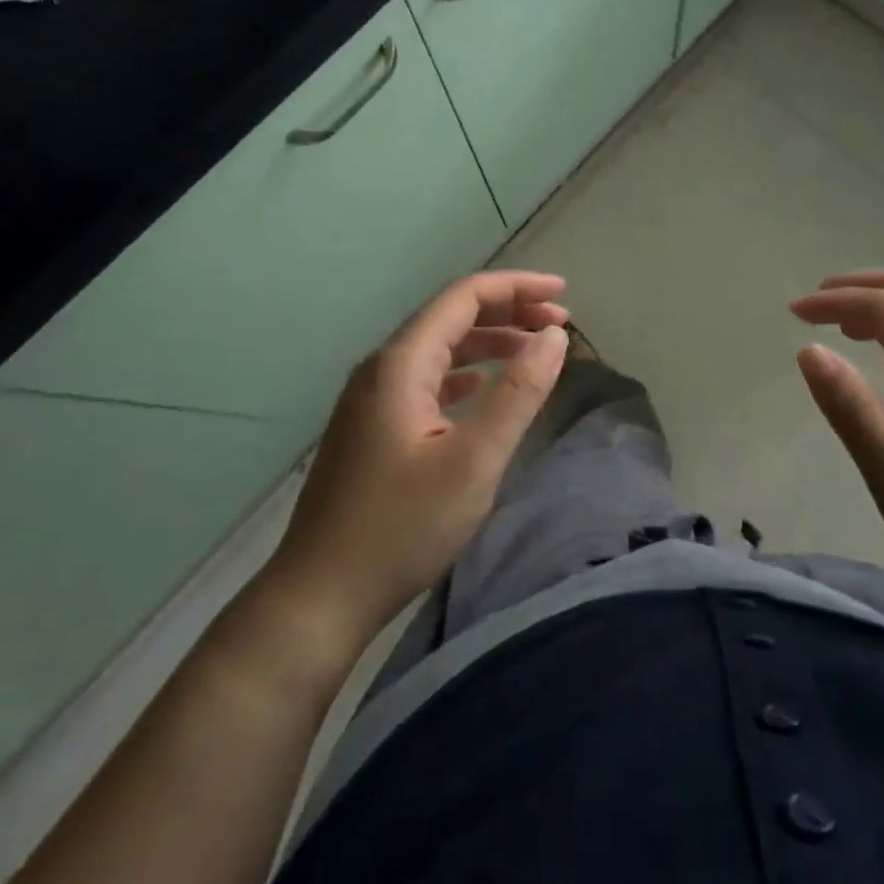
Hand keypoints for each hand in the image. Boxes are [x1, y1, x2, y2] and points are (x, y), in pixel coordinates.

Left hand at [265, 272, 570, 646]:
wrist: (319, 596)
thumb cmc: (401, 528)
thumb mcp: (474, 461)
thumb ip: (517, 393)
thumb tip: (554, 336)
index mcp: (402, 363)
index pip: (464, 297)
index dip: (517, 287)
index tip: (564, 292)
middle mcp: (382, 368)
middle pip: (451, 317)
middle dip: (508, 312)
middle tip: (559, 323)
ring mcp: (371, 398)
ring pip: (439, 349)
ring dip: (488, 343)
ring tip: (534, 351)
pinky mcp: (372, 427)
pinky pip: (426, 380)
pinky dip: (464, 373)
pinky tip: (482, 388)